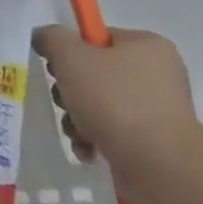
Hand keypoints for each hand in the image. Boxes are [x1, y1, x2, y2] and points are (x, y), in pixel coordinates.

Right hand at [33, 23, 202, 203]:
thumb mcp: (70, 56)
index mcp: (147, 46)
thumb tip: (43, 37)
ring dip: (77, 116)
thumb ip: (51, 37)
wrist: (159, 166)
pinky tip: (87, 148)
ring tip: (77, 131)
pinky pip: (113, 130)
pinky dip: (94, 137)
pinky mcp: (154, 142)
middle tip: (66, 100)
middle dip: (70, 90)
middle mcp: (158, 75)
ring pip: (99, 104)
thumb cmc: (115, 100)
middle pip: (95, 72)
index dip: (72, 51)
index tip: (58, 68)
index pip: (97, 38)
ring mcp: (158, 110)